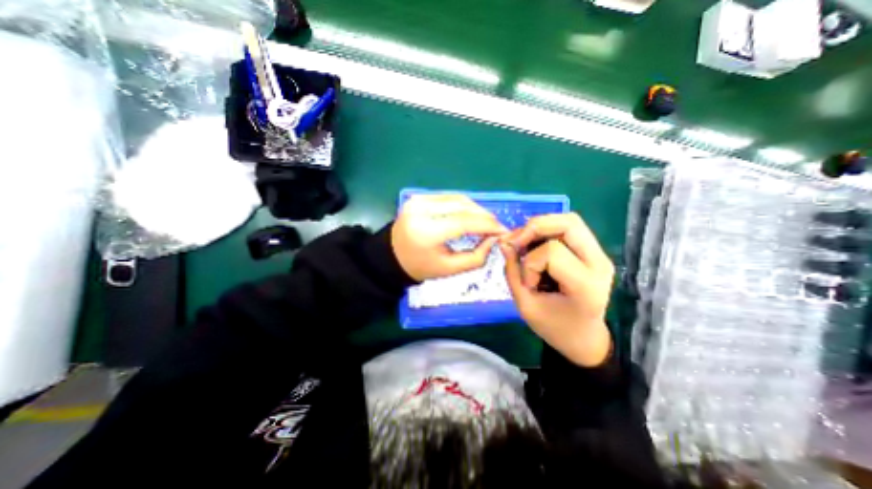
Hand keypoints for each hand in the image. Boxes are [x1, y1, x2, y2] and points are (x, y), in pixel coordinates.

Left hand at [392, 192, 508, 280]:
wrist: (392, 256)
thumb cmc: (421, 266)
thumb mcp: (450, 269)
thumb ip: (476, 256)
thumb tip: (494, 238)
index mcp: (426, 232)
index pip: (464, 222)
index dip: (487, 225)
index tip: (503, 230)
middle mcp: (421, 210)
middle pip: (463, 206)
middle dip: (484, 216)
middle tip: (496, 227)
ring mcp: (418, 200)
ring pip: (457, 198)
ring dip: (475, 209)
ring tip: (485, 222)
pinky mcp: (419, 197)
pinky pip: (448, 197)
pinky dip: (463, 205)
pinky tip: (470, 215)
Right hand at [501, 213, 615, 366]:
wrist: (584, 338)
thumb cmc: (555, 327)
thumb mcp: (525, 306)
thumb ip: (512, 272)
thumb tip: (504, 242)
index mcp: (585, 285)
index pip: (552, 251)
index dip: (530, 263)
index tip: (527, 283)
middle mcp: (599, 263)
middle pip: (568, 223)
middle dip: (534, 227)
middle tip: (516, 242)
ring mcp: (600, 255)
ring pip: (569, 220)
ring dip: (540, 226)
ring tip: (524, 242)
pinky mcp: (594, 251)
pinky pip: (569, 227)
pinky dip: (546, 230)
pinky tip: (534, 244)